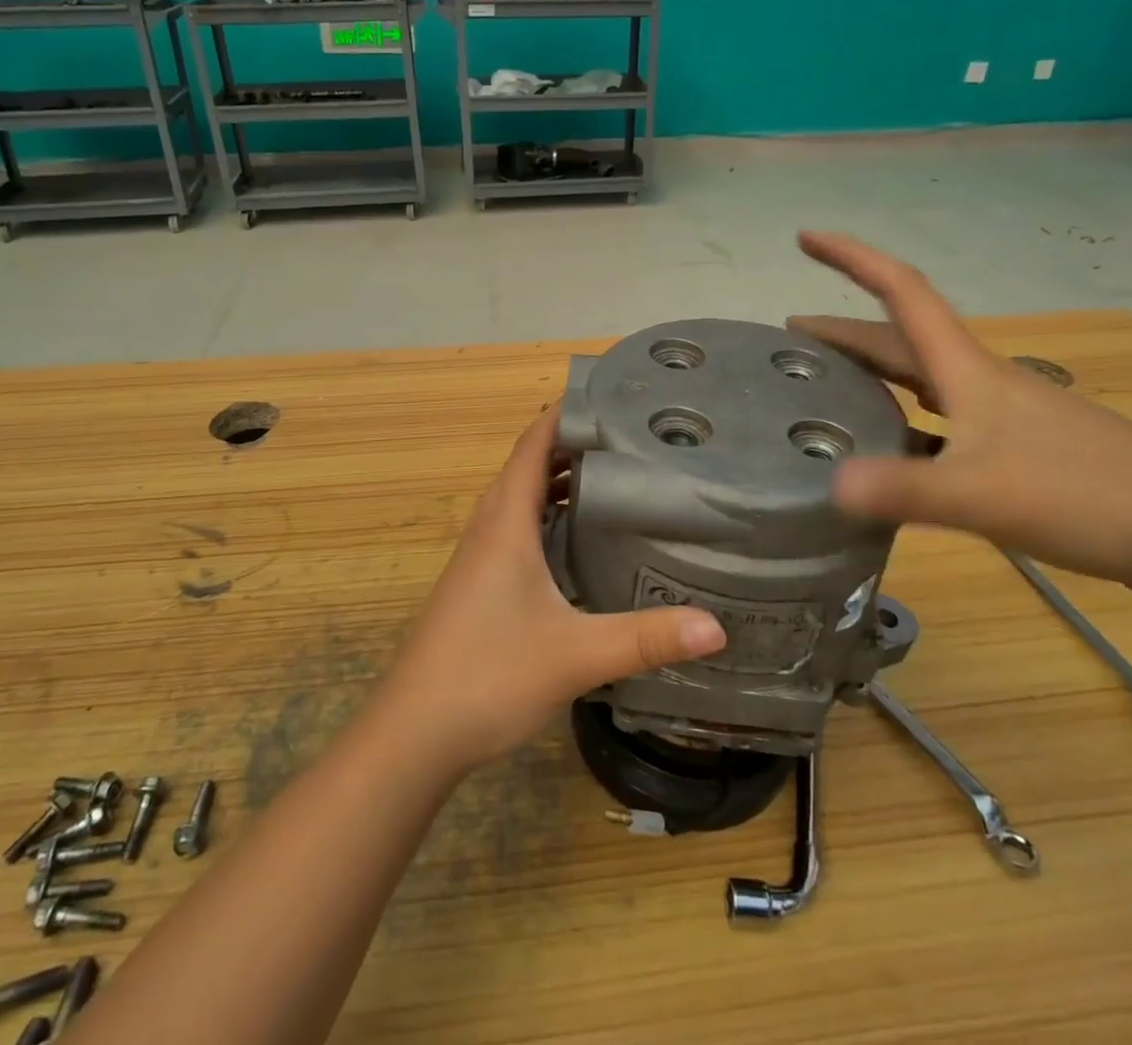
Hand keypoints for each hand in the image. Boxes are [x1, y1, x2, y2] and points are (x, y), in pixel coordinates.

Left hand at [378, 407, 725, 772]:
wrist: (414, 732)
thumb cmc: (488, 674)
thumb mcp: (575, 654)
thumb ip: (644, 639)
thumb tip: (716, 626)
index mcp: (506, 520)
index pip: (534, 443)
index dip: (568, 413)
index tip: (614, 398)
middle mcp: (490, 526)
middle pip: (532, 465)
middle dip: (576, 444)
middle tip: (634, 437)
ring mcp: (481, 556)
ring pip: (525, 499)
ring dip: (563, 481)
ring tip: (619, 477)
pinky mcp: (481, 584)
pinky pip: (520, 529)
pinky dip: (551, 516)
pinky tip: (582, 541)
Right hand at [789, 232, 1131, 598]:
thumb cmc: (1089, 494)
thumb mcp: (983, 494)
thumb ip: (905, 490)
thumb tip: (829, 486)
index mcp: (967, 371)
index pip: (901, 293)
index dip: (853, 259)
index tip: (806, 238)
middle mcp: (980, 382)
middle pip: (900, 340)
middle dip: (843, 330)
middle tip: (790, 338)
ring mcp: (1001, 417)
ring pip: (919, 382)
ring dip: (870, 374)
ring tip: (824, 388)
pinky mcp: (1017, 453)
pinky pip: (939, 424)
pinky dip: (902, 425)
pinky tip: (888, 454)